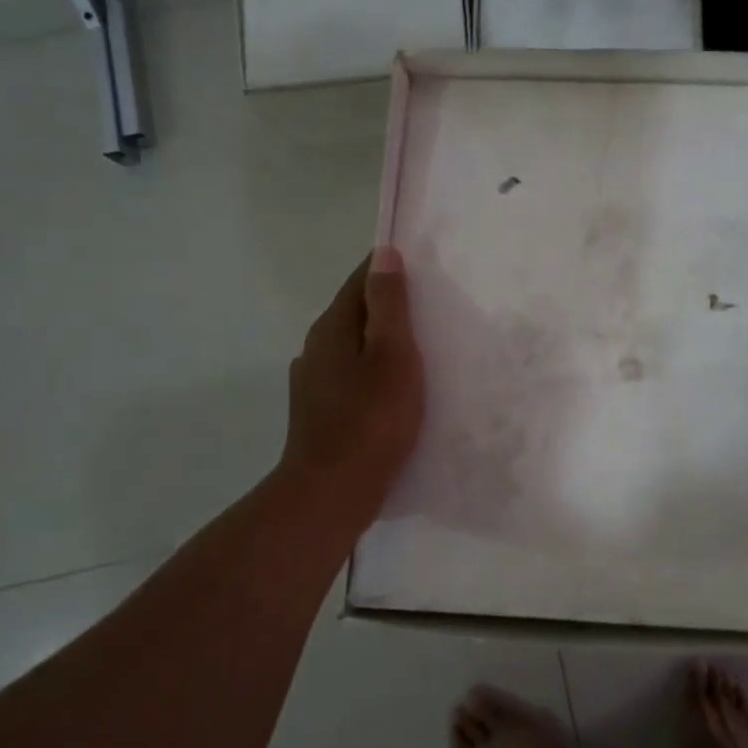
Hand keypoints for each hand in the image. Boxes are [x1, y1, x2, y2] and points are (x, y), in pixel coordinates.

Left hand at [278, 247, 424, 532]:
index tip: (424, 269)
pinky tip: (396, 392)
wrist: (333, 493)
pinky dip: (375, 374)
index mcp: (332, 328)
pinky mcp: (320, 412)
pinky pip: (353, 378)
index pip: (360, 280)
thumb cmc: (371, 420)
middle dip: (389, 307)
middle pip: (355, 313)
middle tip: (433, 310)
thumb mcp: (391, 355)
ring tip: (421, 352)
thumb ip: (388, 304)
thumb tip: (383, 254)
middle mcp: (316, 348)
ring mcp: (314, 383)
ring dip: (382, 344)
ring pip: (354, 349)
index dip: (389, 269)